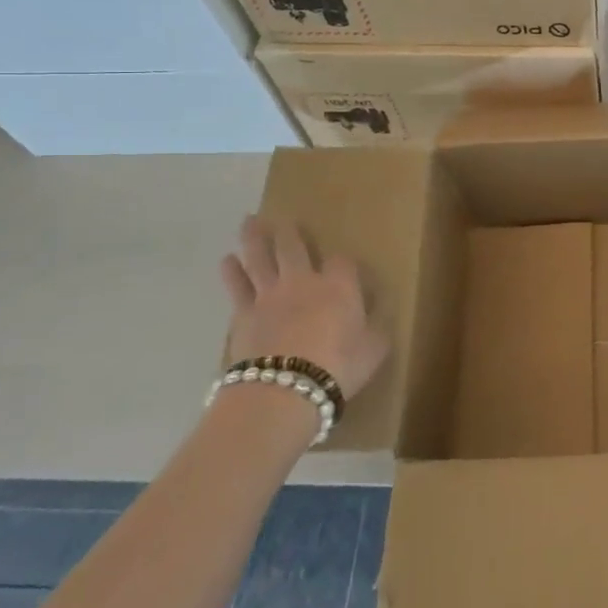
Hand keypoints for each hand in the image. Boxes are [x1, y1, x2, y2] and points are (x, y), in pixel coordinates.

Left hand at [219, 215, 388, 402]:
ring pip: (260, 259)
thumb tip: (380, 312)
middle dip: (289, 232)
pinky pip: (237, 287)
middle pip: (294, 248)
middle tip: (282, 218)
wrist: (283, 390)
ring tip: (249, 222)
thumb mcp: (375, 348)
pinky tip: (228, 261)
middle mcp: (304, 281)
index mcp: (339, 286)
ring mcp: (270, 296)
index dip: (343, 262)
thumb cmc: (339, 368)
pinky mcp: (244, 315)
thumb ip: (377, 326)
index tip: (345, 267)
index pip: (342, 262)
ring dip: (255, 239)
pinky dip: (232, 272)